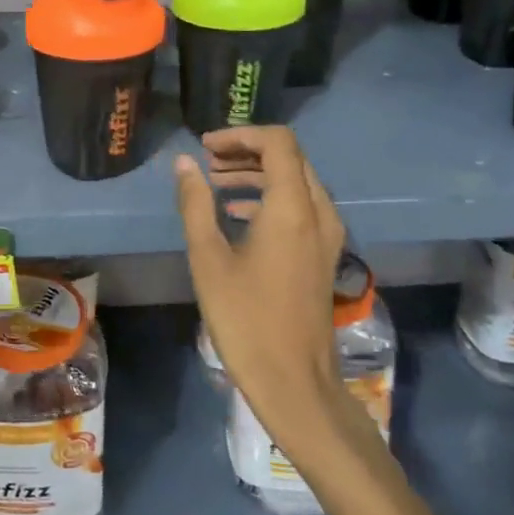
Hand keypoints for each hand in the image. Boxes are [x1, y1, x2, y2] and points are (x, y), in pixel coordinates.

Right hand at [174, 127, 352, 449]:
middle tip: (207, 162)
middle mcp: (319, 212)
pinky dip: (271, 198)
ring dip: (258, 174)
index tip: (205, 147)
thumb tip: (185, 164)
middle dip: (247, 152)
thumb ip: (196, 204)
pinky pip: (302, 207)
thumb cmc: (245, 318)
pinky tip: (237, 214)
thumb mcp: (208, 258)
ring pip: (297, 182)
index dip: (240, 134)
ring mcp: (328, 235)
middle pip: (290, 158)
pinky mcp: (324, 254)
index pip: (277, 142)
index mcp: (292, 207)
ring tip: (215, 184)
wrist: (293, 380)